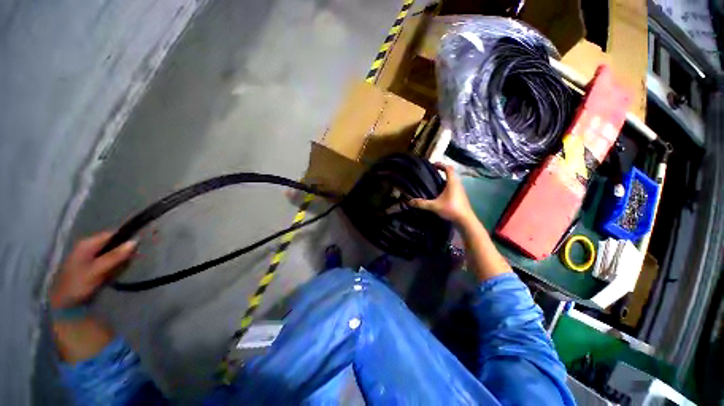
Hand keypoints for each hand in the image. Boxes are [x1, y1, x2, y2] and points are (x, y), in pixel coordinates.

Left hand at [50, 232, 135, 309]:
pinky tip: (112, 275)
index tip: (136, 249)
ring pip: (111, 254)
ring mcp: (87, 257)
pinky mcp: (89, 266)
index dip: (125, 239)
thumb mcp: (97, 270)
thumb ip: (115, 256)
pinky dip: (112, 267)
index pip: (112, 234)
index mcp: (87, 243)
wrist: (63, 305)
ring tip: (118, 271)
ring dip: (118, 261)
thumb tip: (135, 241)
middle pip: (112, 244)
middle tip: (127, 263)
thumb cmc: (78, 284)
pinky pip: (107, 262)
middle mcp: (87, 246)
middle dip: (122, 253)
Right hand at [410, 163, 474, 223]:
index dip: (441, 165)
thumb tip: (409, 201)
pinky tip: (440, 193)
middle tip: (432, 173)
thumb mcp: (434, 206)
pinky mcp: (461, 196)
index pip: (448, 168)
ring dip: (445, 179)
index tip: (433, 165)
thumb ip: (422, 203)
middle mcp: (458, 184)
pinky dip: (447, 186)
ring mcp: (461, 190)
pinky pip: (453, 187)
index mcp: (453, 183)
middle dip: (442, 171)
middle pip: (451, 173)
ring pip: (453, 181)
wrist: (465, 220)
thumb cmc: (451, 209)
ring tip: (434, 182)